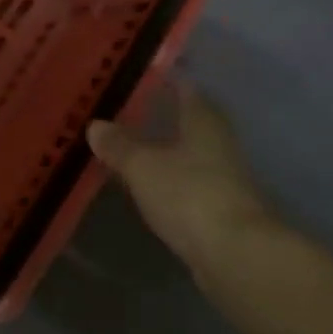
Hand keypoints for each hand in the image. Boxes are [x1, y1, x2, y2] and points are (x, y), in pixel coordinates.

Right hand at [88, 84, 272, 271]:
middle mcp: (218, 144)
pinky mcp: (221, 212)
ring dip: (165, 151)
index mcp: (203, 121)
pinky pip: (188, 184)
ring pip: (189, 154)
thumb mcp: (142, 166)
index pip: (186, 89)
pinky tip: (148, 185)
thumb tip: (95, 125)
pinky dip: (169, 181)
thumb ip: (119, 145)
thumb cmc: (189, 194)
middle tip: (127, 111)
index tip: (141, 76)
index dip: (166, 81)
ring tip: (130, 147)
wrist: (237, 258)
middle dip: (163, 117)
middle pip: (190, 122)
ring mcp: (224, 179)